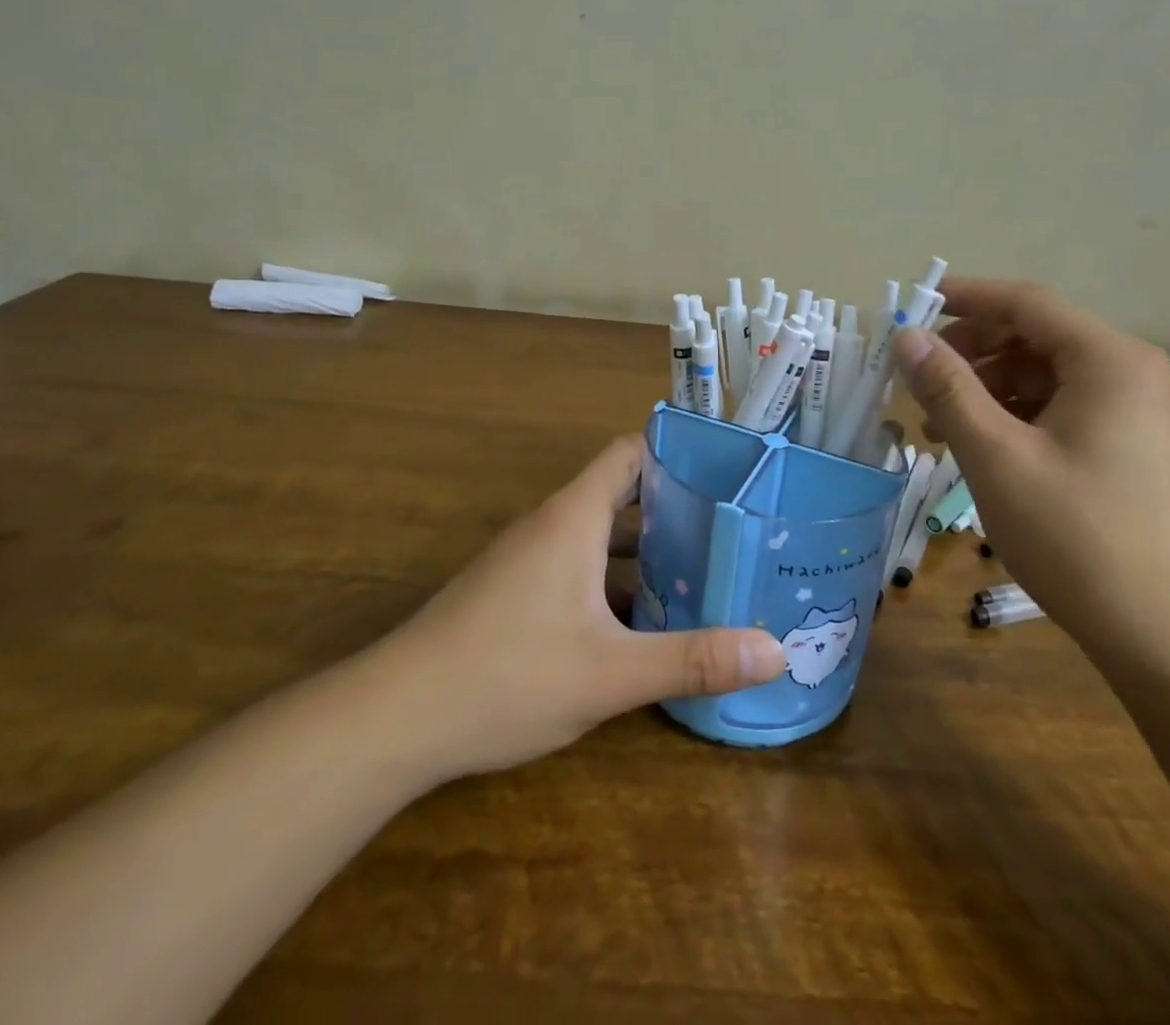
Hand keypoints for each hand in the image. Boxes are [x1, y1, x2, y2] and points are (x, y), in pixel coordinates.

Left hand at [383, 436, 784, 780]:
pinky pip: (577, 567)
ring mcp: (528, 559)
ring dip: (645, 550)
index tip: (725, 474)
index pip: (630, 452)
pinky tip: (643, 623)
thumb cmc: (507, 675)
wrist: (394, 717)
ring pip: (599, 536)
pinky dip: (613, 581)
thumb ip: (692, 660)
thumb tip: (775, 652)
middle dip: (674, 509)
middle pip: (621, 493)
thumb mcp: (610, 674)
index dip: (676, 453)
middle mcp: (551, 524)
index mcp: (574, 516)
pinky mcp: (514, 592)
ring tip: (702, 573)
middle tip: (730, 530)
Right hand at [891, 278, 1169, 662]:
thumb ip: (948, 388)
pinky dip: (1013, 416)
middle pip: (1034, 336)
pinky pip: (1059, 407)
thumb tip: (906, 337)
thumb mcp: (996, 456)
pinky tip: (978, 446)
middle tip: (917, 377)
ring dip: (986, 388)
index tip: (911, 307)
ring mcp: (1133, 410)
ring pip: (1043, 374)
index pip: (1026, 302)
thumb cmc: (1077, 536)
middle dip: (971, 350)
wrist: (1167, 636)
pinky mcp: (1128, 445)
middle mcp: (1128, 372)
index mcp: (1108, 360)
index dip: (965, 298)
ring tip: (937, 424)